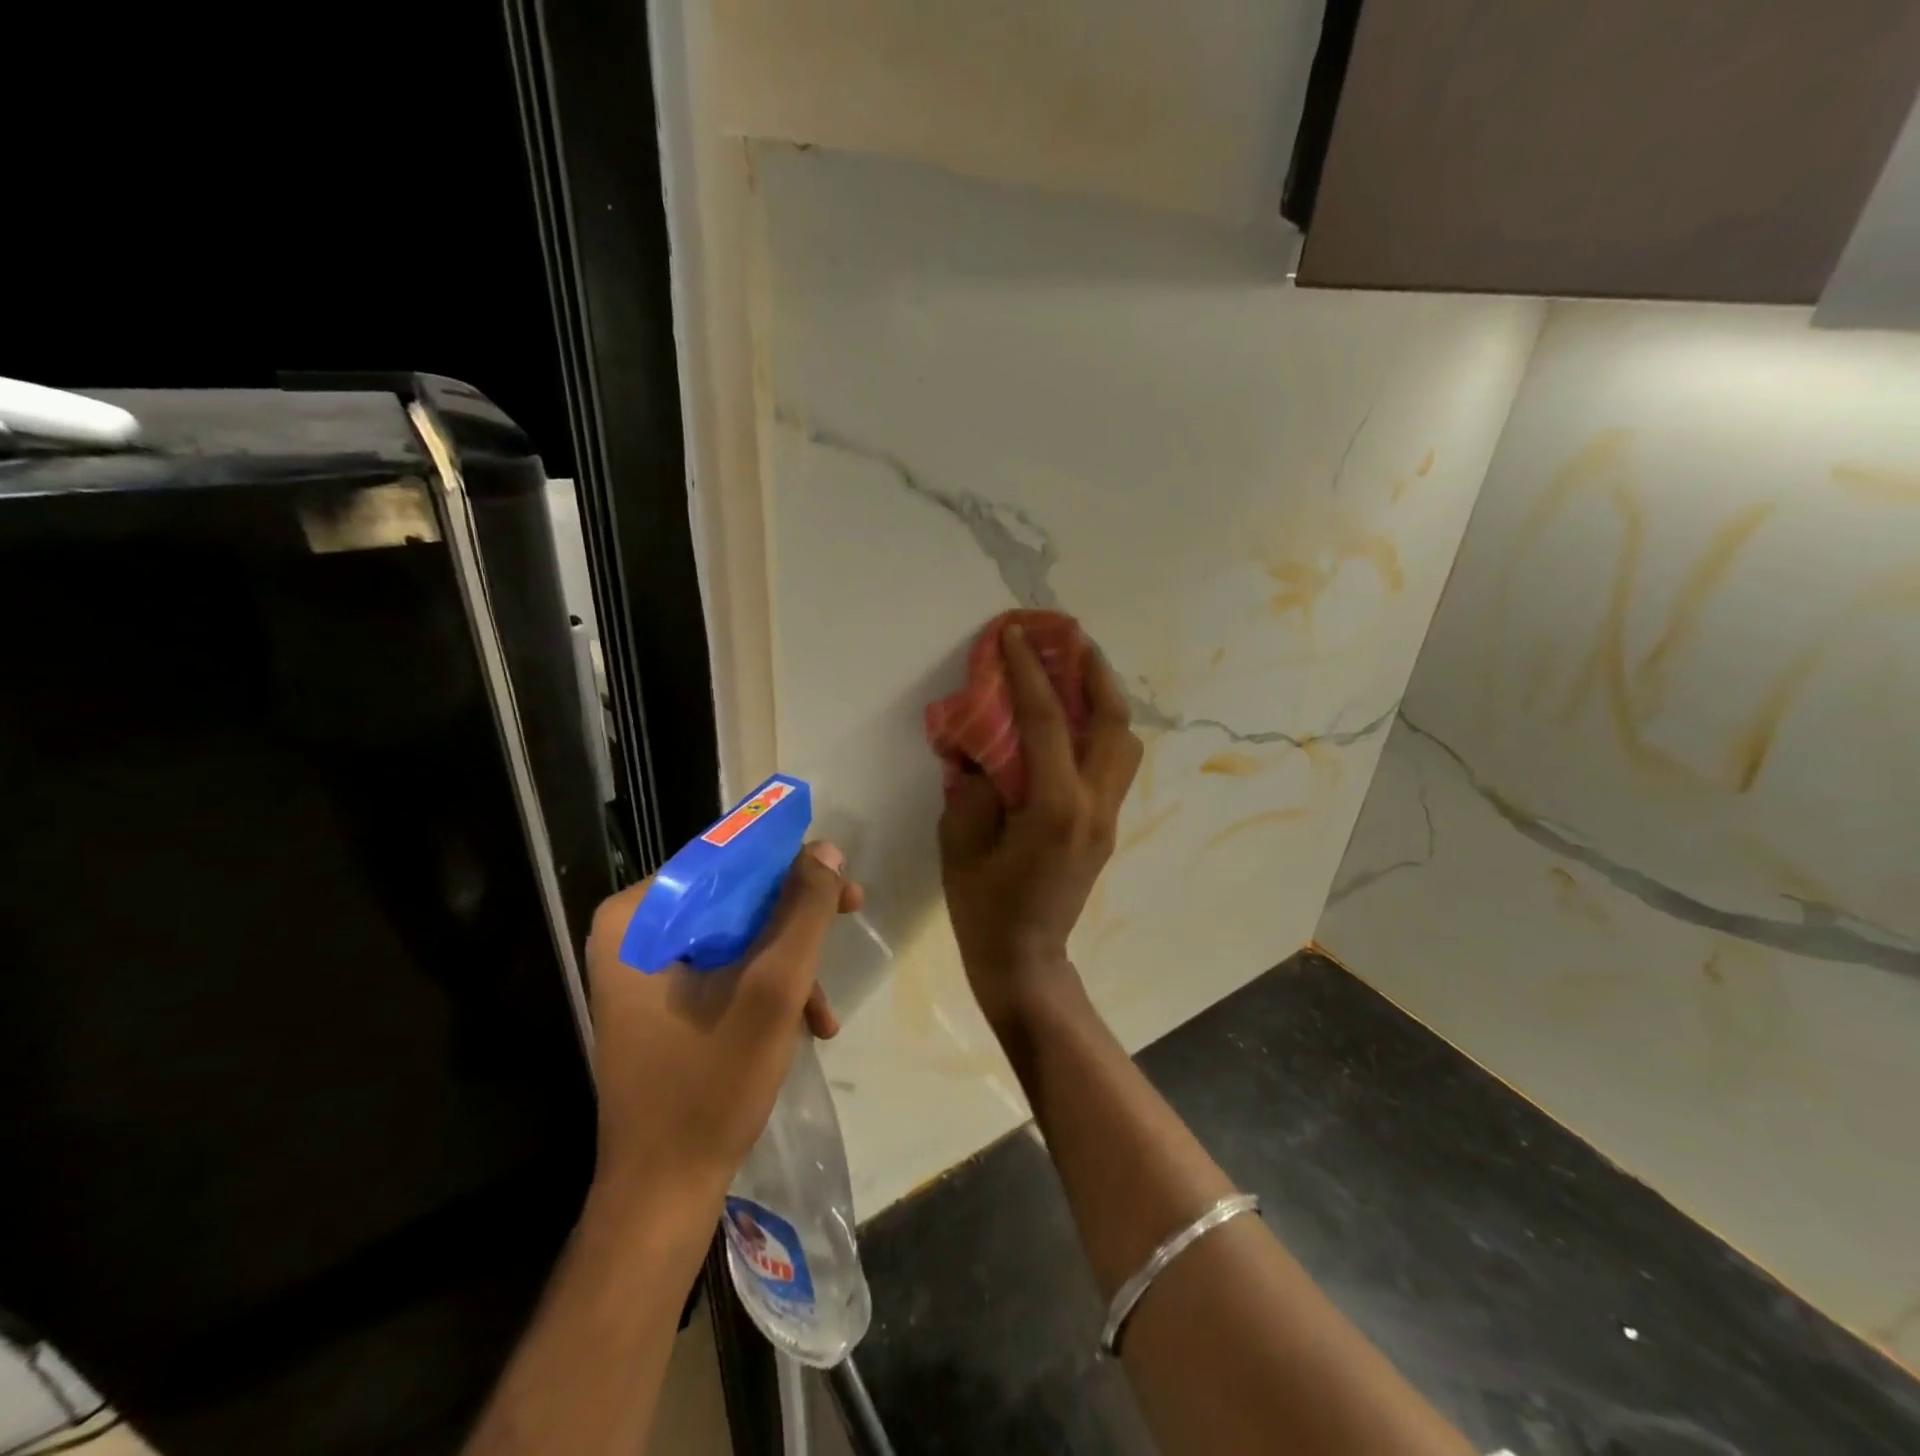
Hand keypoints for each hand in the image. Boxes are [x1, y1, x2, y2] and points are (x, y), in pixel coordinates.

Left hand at [583, 843, 861, 1209]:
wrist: (663, 1194)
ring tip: (823, 1009)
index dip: (786, 862)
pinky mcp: (661, 1003)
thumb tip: (827, 850)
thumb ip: (803, 912)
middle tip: (850, 915)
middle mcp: (633, 935)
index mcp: (637, 919)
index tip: (837, 879)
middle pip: (731, 896)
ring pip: (734, 934)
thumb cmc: (710, 1085)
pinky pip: (723, 969)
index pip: (721, 859)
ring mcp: (644, 972)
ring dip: (787, 962)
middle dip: (794, 919)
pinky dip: (765, 988)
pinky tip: (806, 1024)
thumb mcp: (772, 989)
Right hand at [938, 623, 1142, 1028]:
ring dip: (1106, 699)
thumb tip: (983, 747)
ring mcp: (1107, 816)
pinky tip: (1075, 720)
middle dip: (1093, 672)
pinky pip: (1114, 763)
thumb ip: (973, 786)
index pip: (1046, 722)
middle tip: (1072, 638)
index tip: (1014, 635)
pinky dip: (1101, 729)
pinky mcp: (1106, 826)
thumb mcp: (960, 844)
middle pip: (1112, 722)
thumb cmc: (985, 908)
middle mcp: (1093, 804)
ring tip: (1079, 671)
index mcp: (1055, 807)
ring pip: (1124, 742)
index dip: (1028, 672)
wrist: (1026, 961)